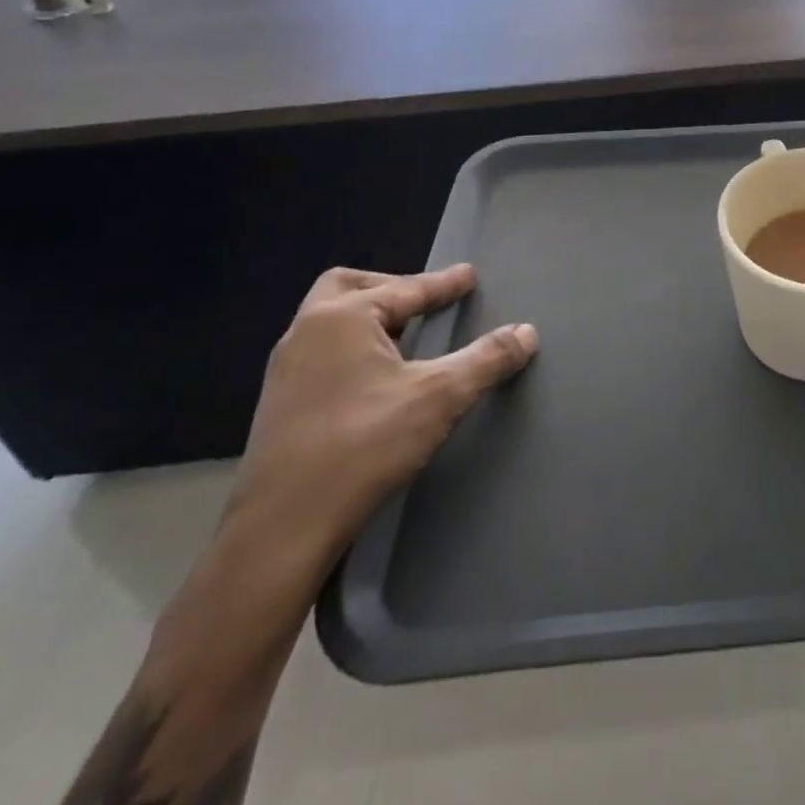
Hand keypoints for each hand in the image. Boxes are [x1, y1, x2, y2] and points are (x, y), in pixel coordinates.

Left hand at [223, 264, 537, 568]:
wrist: (282, 528)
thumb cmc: (364, 445)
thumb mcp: (440, 397)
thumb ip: (486, 360)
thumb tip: (527, 332)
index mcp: (341, 318)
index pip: (406, 289)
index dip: (444, 284)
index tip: (469, 276)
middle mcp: (306, 332)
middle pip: (349, 287)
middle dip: (390, 288)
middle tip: (423, 302)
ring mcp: (285, 369)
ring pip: (329, 321)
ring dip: (368, 319)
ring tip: (403, 337)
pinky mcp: (278, 404)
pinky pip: (320, 353)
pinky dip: (351, 348)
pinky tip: (373, 378)